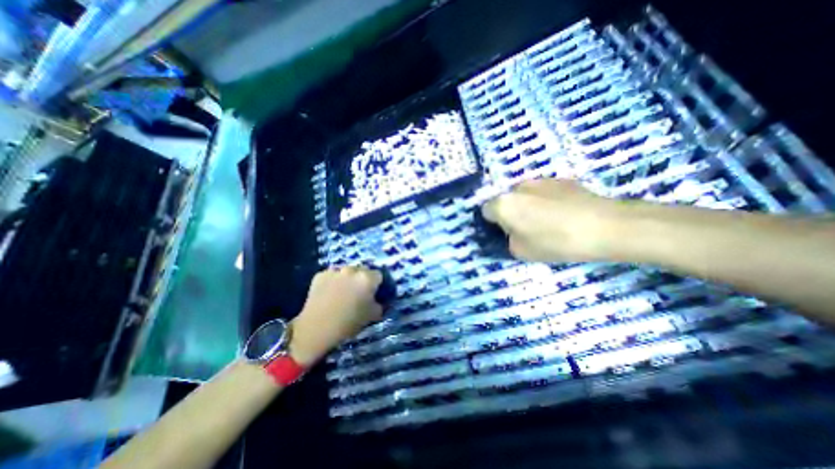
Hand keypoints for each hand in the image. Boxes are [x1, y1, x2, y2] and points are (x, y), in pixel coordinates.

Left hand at [289, 268, 382, 366]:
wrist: (316, 329)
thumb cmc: (348, 323)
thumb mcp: (372, 316)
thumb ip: (380, 304)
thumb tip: (379, 300)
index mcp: (367, 278)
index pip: (378, 275)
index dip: (377, 285)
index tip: (373, 293)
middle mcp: (352, 270)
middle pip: (362, 270)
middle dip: (362, 279)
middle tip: (358, 293)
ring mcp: (335, 271)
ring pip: (346, 272)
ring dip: (347, 279)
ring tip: (342, 292)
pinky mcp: (320, 275)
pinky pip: (332, 275)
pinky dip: (333, 281)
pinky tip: (329, 293)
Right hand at [483, 178, 617, 262]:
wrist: (606, 226)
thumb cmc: (555, 242)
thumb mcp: (521, 252)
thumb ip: (508, 239)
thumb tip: (512, 231)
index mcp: (504, 204)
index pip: (486, 211)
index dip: (494, 224)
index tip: (507, 234)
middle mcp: (517, 187)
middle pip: (506, 201)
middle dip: (512, 214)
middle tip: (528, 230)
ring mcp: (540, 180)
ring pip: (525, 196)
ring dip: (529, 207)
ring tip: (550, 222)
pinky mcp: (560, 180)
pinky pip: (543, 192)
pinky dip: (546, 201)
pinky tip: (565, 214)